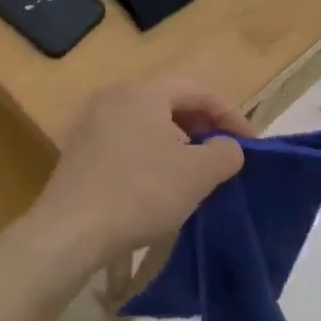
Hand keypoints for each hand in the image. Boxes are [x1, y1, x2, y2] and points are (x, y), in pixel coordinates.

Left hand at [26, 81, 250, 279]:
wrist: (70, 230)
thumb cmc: (141, 193)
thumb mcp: (198, 174)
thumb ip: (225, 152)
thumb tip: (227, 147)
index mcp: (143, 91)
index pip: (199, 89)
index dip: (231, 115)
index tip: (250, 145)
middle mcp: (114, 96)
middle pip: (170, 101)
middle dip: (203, 126)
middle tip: (223, 156)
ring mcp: (91, 122)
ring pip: (147, 122)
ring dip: (177, 142)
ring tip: (194, 172)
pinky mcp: (78, 149)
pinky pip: (126, 140)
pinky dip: (150, 153)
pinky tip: (157, 184)